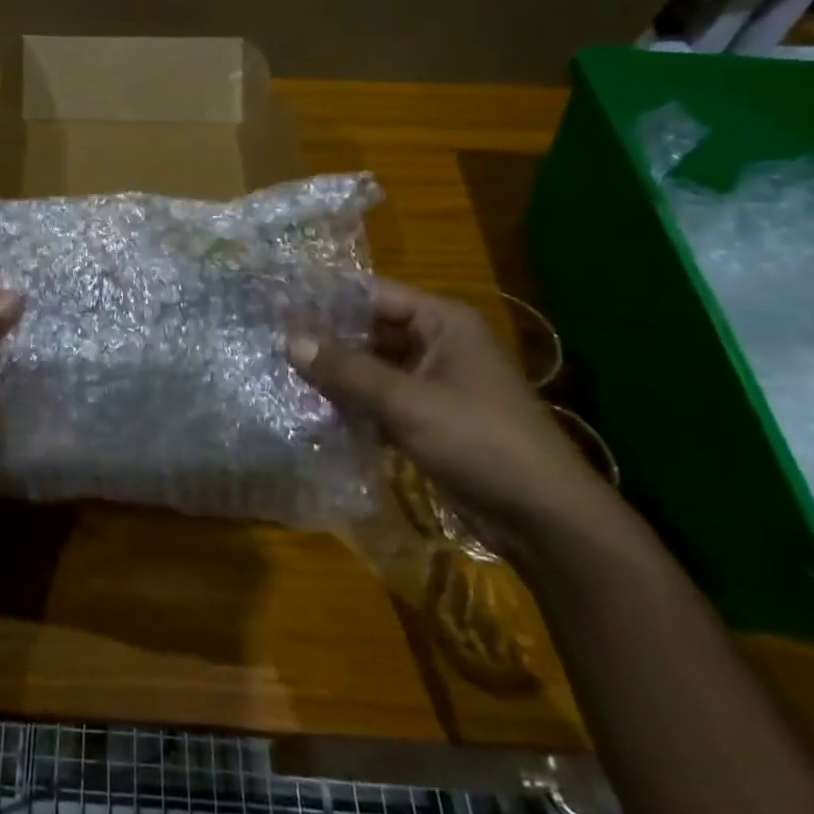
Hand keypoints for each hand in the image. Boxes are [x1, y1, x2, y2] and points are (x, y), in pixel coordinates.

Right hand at [288, 281, 616, 561]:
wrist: (541, 517)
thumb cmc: (479, 441)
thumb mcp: (407, 401)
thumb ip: (347, 370)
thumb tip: (290, 341)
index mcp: (444, 323)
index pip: (375, 295)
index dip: (329, 298)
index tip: (280, 304)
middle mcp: (438, 344)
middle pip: (371, 331)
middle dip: (327, 338)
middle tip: (271, 340)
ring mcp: (433, 384)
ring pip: (372, 368)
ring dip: (335, 374)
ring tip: (280, 371)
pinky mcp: (427, 419)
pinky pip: (380, 400)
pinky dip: (351, 404)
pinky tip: (310, 408)